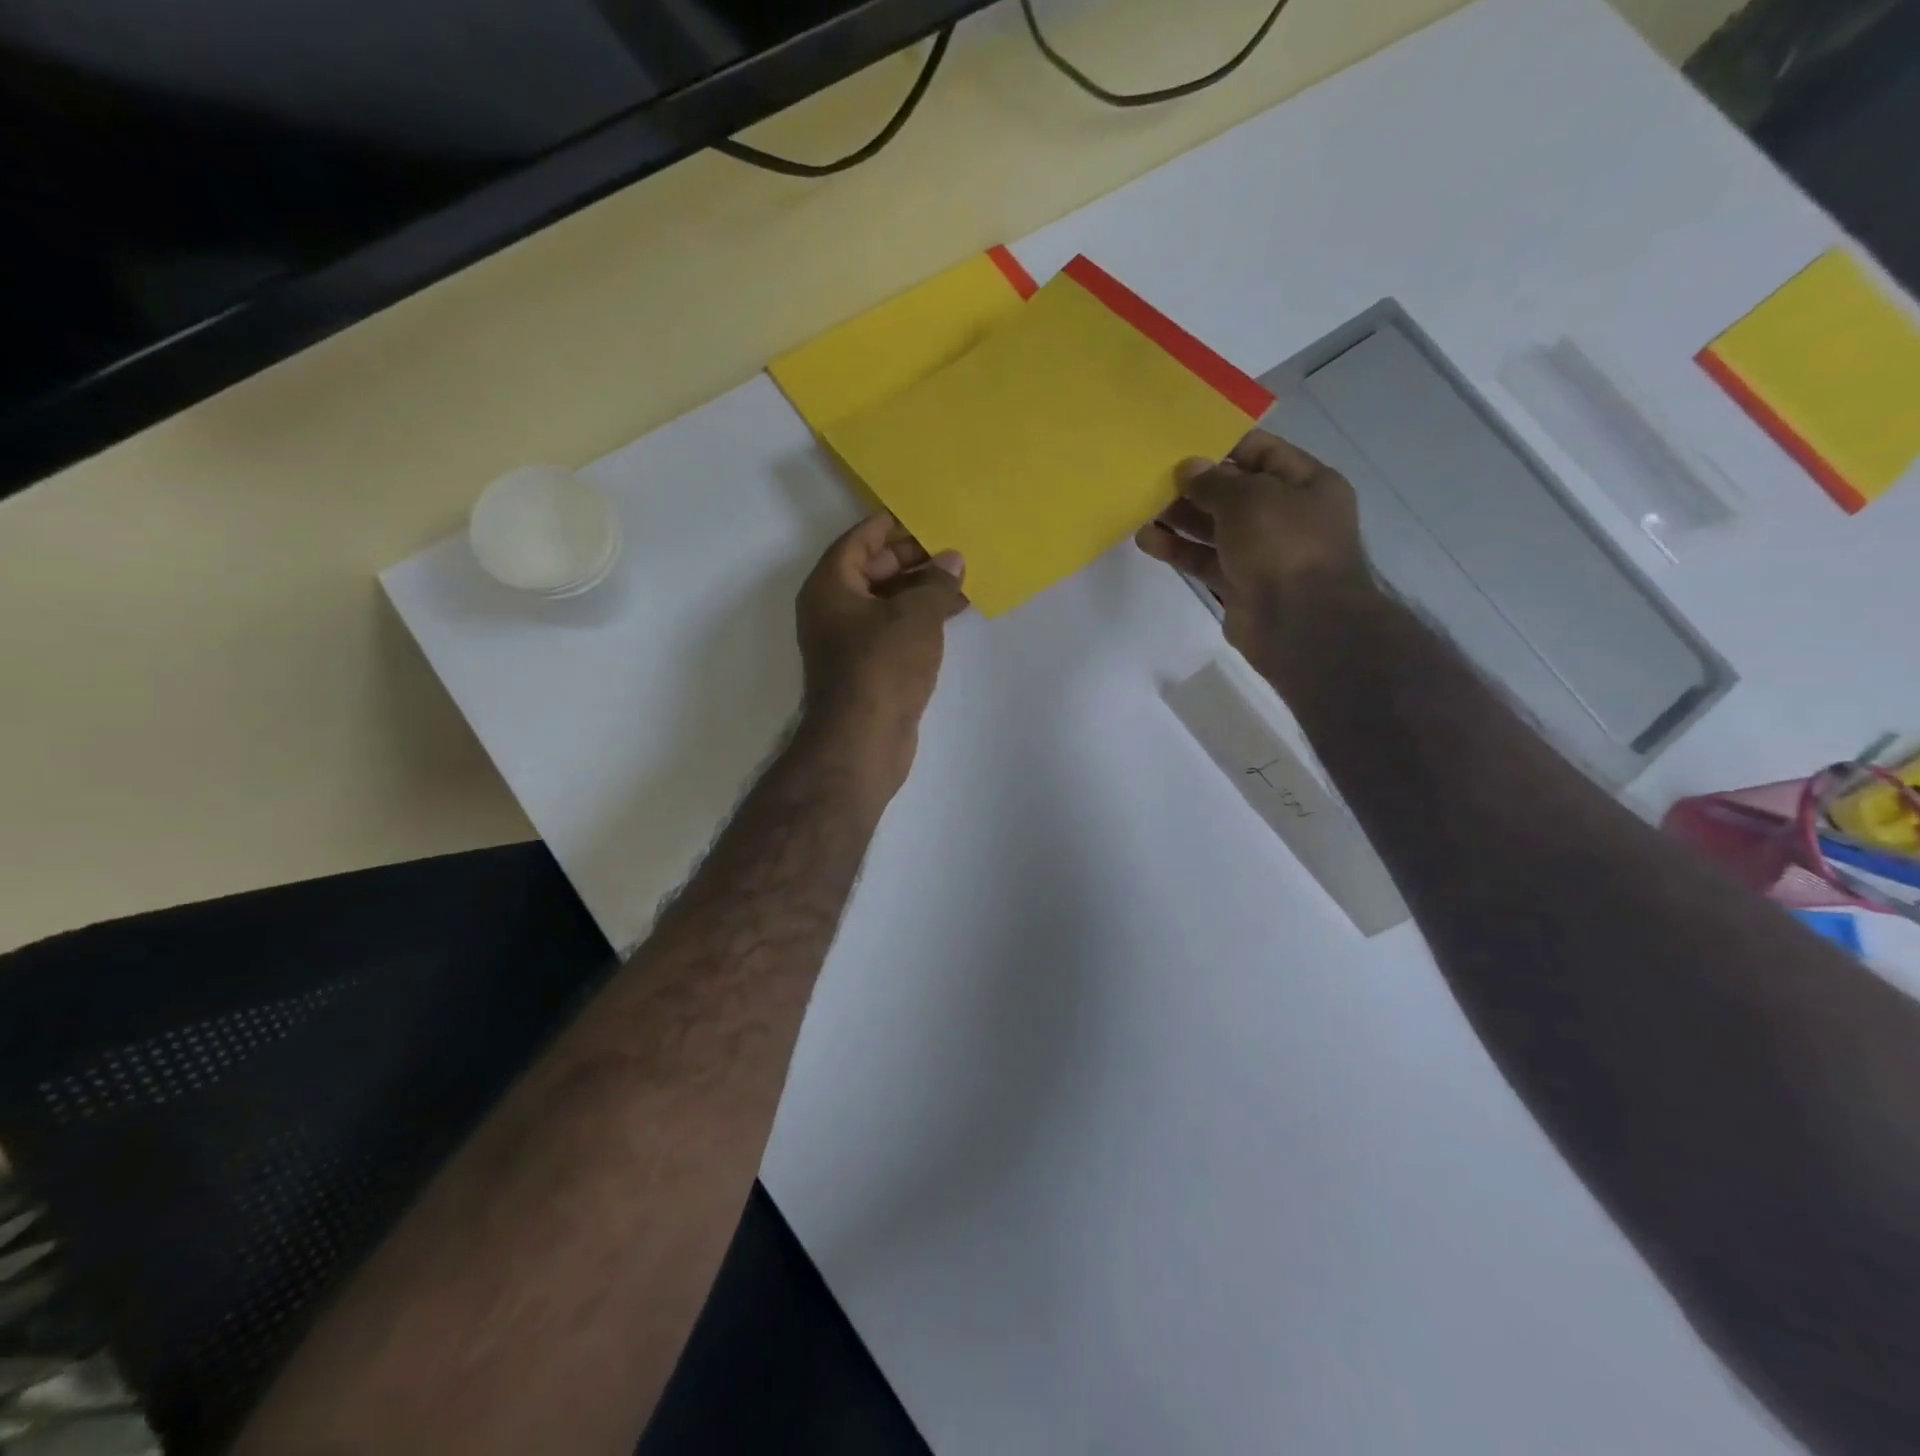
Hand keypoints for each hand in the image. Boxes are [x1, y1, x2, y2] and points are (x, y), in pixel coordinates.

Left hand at [794, 514, 967, 799]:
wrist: (864, 739)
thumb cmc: (882, 665)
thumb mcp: (915, 615)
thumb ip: (935, 582)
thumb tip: (952, 561)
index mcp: (830, 586)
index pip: (859, 540)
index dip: (892, 525)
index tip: (926, 517)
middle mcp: (833, 610)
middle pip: (872, 570)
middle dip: (913, 558)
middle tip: (953, 549)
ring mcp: (849, 642)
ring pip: (886, 602)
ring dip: (920, 590)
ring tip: (962, 579)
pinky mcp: (868, 668)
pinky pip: (894, 629)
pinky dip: (919, 618)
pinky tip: (953, 614)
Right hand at [1134, 429, 1373, 669]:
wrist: (1300, 623)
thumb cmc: (1284, 545)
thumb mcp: (1249, 499)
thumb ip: (1214, 481)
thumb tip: (1188, 468)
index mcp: (1308, 484)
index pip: (1263, 452)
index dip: (1224, 445)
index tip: (1183, 443)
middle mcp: (1287, 515)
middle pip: (1234, 492)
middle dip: (1195, 485)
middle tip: (1153, 477)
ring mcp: (1263, 553)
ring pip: (1215, 528)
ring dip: (1180, 517)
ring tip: (1141, 506)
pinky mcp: (1239, 584)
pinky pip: (1205, 560)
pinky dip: (1178, 550)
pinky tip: (1147, 539)